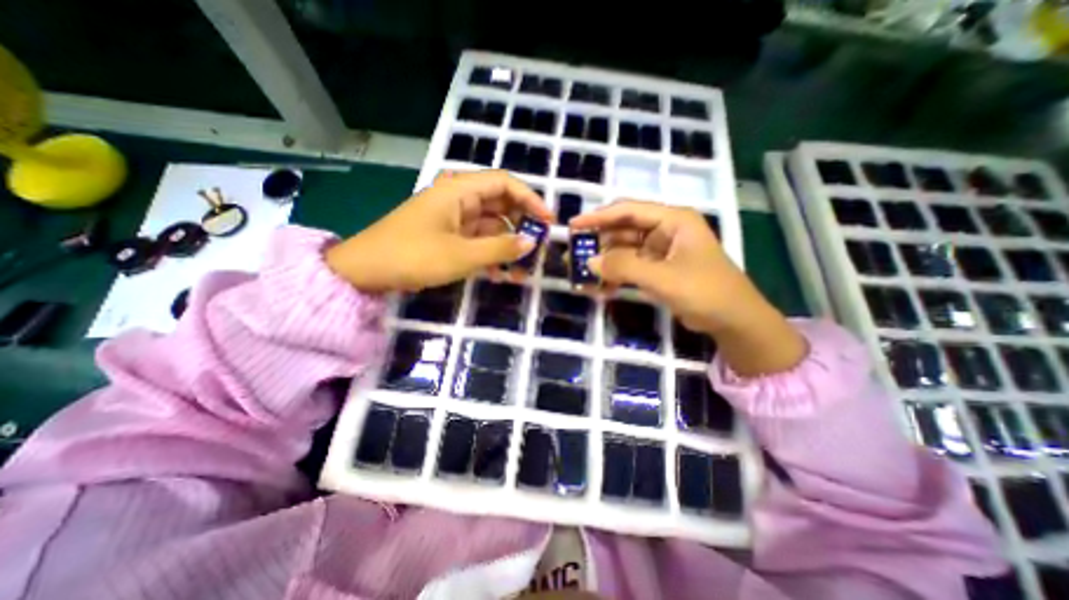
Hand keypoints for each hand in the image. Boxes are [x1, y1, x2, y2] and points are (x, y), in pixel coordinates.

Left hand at [326, 171, 550, 293]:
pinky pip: (476, 239)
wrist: (366, 271)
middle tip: (537, 248)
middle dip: (521, 226)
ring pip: (490, 225)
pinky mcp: (447, 234)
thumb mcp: (461, 255)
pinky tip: (499, 273)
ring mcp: (452, 217)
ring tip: (521, 270)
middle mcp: (458, 198)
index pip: (504, 183)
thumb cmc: (413, 256)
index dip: (530, 199)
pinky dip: (489, 253)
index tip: (548, 220)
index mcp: (459, 190)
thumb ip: (500, 249)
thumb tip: (531, 243)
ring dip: (506, 245)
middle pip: (499, 204)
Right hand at [566, 204, 801, 377]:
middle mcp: (666, 230)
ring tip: (584, 274)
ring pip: (626, 250)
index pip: (629, 210)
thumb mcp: (662, 278)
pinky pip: (632, 266)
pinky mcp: (659, 268)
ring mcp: (662, 250)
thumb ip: (624, 267)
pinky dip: (617, 275)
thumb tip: (590, 262)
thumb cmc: (704, 291)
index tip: (574, 225)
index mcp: (673, 220)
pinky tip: (602, 286)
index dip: (599, 216)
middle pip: (625, 229)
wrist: (733, 320)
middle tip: (575, 254)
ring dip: (607, 261)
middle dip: (600, 242)